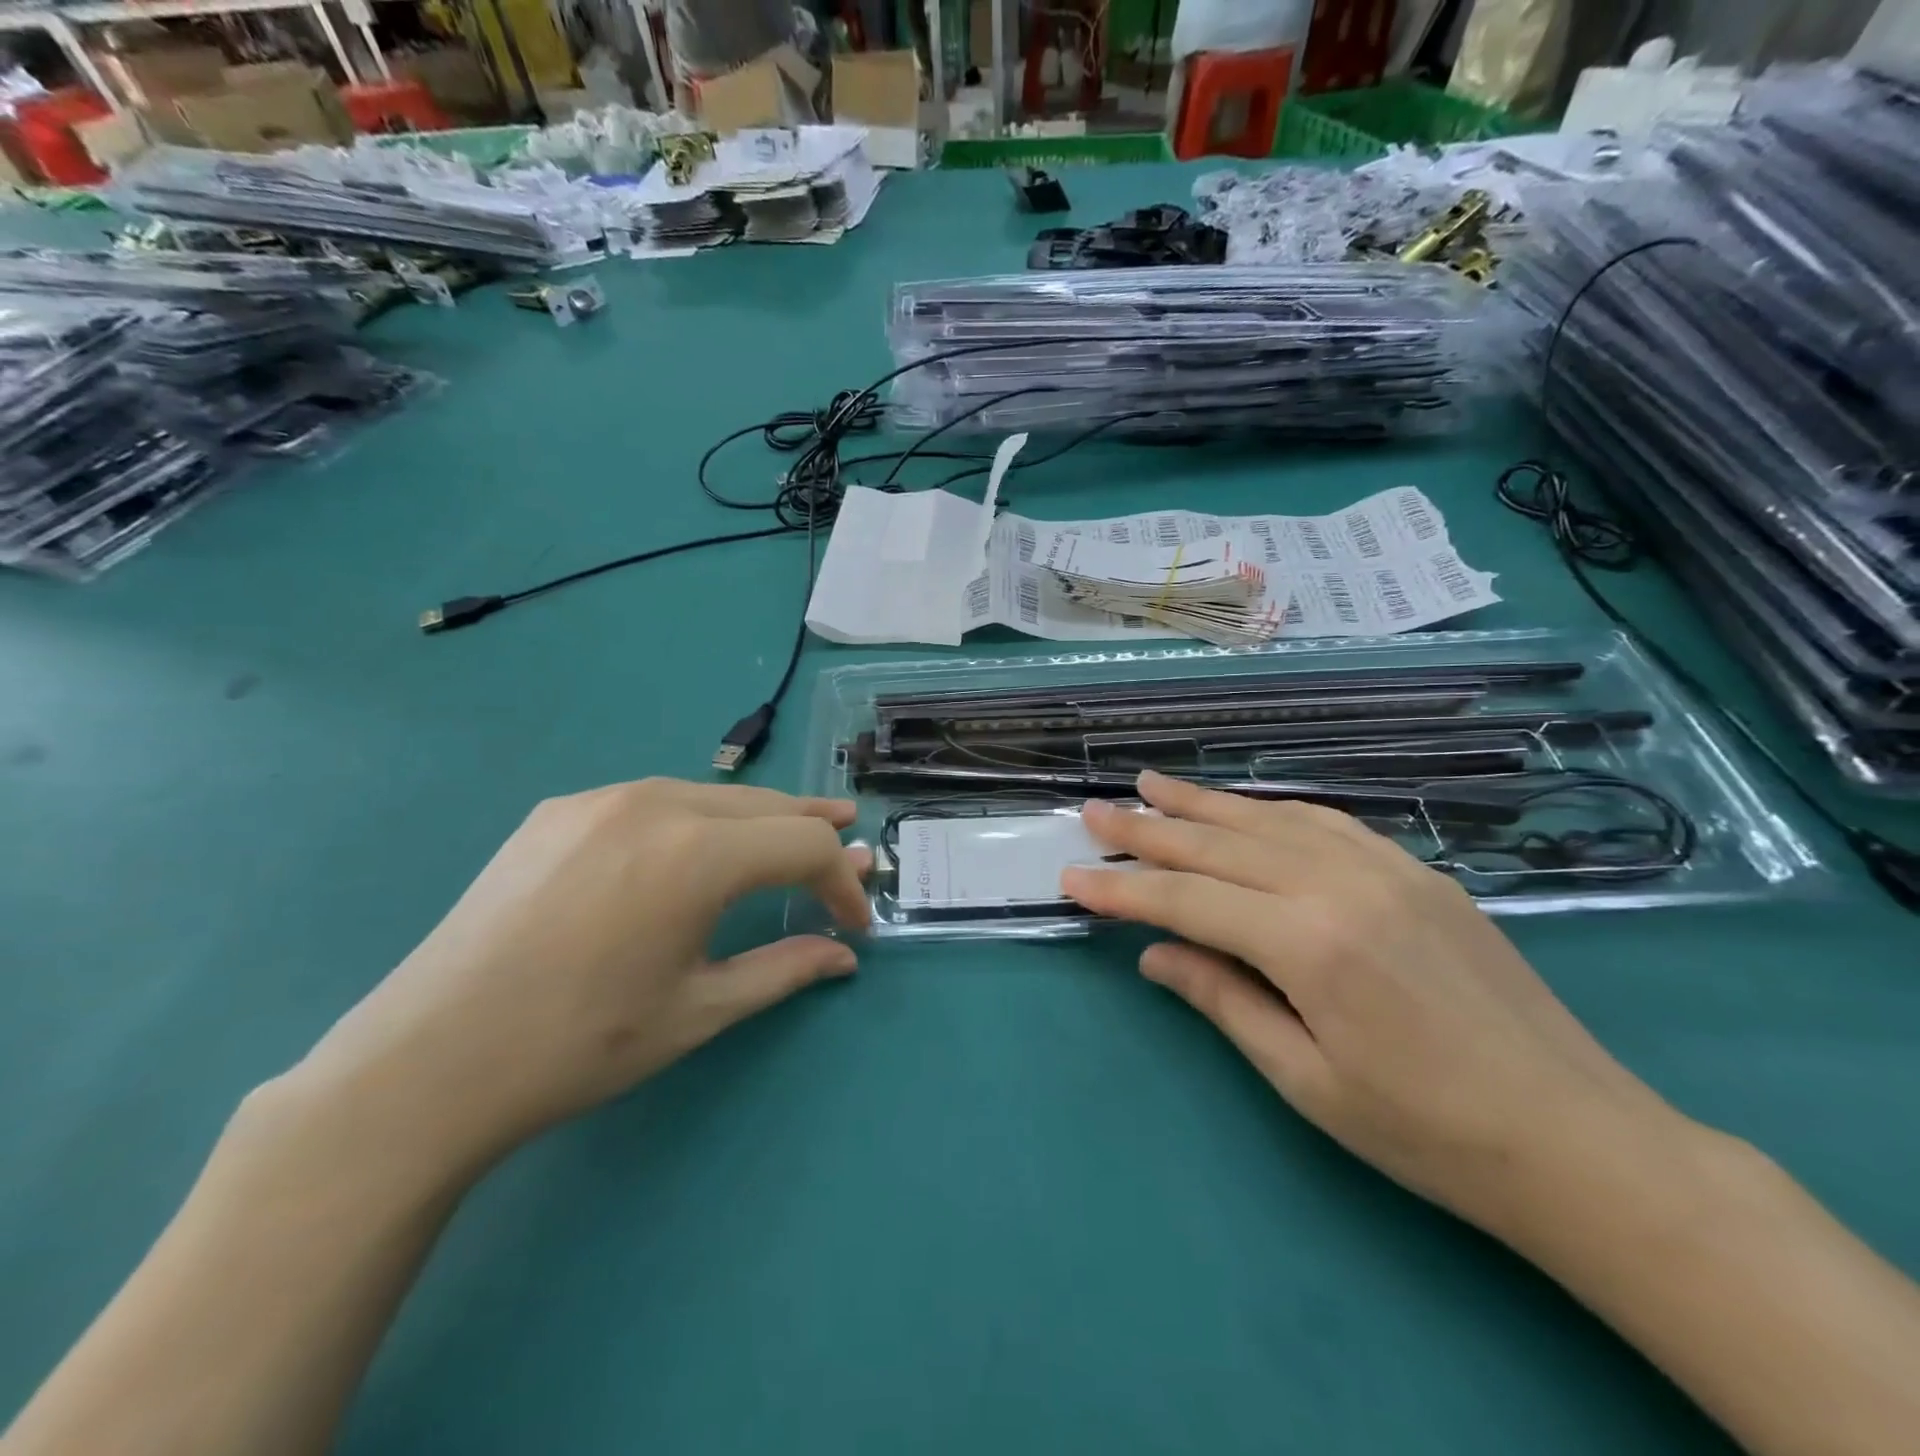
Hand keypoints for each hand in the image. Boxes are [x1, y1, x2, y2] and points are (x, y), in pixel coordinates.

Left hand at [297, 779, 870, 1163]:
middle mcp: (655, 803)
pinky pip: (654, 800)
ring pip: (711, 795)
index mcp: (696, 854)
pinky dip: (699, 818)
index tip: (854, 923)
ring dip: (759, 819)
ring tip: (788, 837)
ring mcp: (600, 799)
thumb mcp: (699, 1011)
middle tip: (850, 848)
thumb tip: (843, 956)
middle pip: (765, 806)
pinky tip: (697, 846)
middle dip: (814, 830)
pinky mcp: (559, 811)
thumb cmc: (580, 1046)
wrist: (428, 1062)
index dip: (840, 882)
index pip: (803, 847)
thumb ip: (784, 970)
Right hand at [1061, 771, 1675, 1239]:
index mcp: (1309, 943)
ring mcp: (1386, 869)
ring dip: (1204, 803)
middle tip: (1095, 810)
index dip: (1123, 889)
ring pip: (1270, 819)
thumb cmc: (1427, 1132)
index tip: (1072, 876)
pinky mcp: (1418, 872)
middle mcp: (1341, 885)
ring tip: (1153, 786)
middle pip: (1221, 845)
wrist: (1579, 1140)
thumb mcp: (1305, 1080)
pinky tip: (1246, 808)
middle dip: (1148, 829)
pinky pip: (1326, 823)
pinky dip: (1271, 811)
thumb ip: (1222, 999)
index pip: (1187, 900)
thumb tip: (1154, 952)